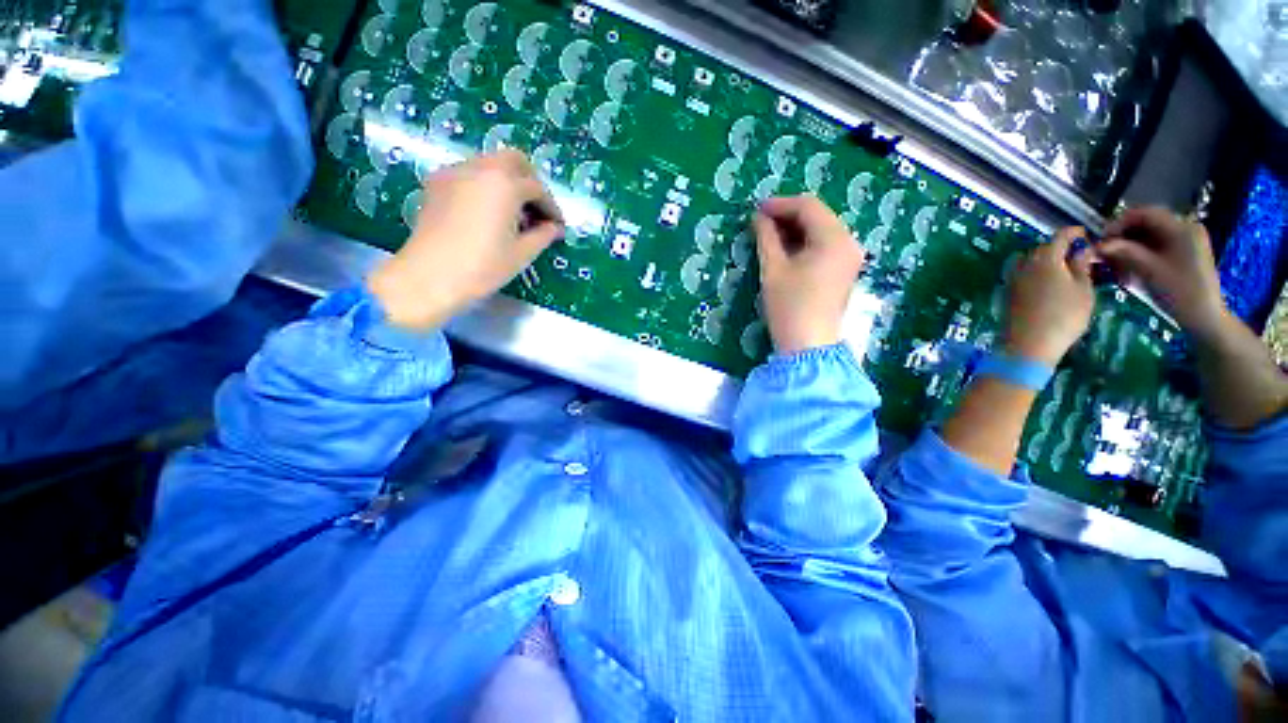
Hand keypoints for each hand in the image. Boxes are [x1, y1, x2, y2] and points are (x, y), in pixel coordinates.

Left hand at [367, 150, 563, 330]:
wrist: (429, 276)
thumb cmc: (483, 266)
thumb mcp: (521, 253)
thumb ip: (543, 235)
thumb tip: (555, 228)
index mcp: (505, 184)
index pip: (537, 188)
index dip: (551, 208)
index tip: (557, 226)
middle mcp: (480, 167)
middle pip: (514, 160)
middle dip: (530, 182)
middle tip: (537, 210)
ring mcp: (455, 172)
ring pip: (490, 163)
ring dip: (508, 182)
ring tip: (513, 214)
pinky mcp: (437, 183)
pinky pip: (469, 173)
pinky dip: (485, 185)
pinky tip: (487, 212)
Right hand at [754, 196, 864, 353]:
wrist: (808, 346)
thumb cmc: (789, 307)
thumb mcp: (773, 270)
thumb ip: (766, 238)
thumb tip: (758, 217)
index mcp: (834, 239)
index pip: (808, 207)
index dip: (780, 204)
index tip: (755, 209)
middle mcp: (849, 242)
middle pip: (818, 215)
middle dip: (788, 215)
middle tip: (760, 222)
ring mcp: (850, 257)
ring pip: (821, 230)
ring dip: (795, 228)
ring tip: (768, 234)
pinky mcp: (844, 270)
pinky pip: (825, 245)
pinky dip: (804, 242)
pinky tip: (785, 248)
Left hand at [1003, 227, 1096, 365]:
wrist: (1027, 344)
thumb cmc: (1063, 317)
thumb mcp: (1083, 290)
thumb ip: (1082, 267)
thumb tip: (1082, 250)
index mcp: (1045, 258)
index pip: (1060, 235)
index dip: (1074, 233)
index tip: (1085, 235)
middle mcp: (1024, 264)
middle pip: (1043, 248)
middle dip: (1060, 248)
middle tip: (1078, 258)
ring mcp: (1011, 279)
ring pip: (1029, 261)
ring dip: (1044, 261)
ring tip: (1062, 273)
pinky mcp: (1005, 293)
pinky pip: (1020, 276)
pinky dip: (1033, 275)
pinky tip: (1046, 286)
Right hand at [1098, 207, 1226, 341]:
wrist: (1206, 319)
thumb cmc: (1181, 293)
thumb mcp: (1150, 271)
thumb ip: (1125, 253)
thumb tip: (1099, 244)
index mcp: (1182, 228)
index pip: (1145, 214)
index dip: (1119, 223)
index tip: (1101, 239)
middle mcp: (1185, 228)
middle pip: (1147, 224)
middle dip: (1123, 237)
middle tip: (1104, 253)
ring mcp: (1186, 241)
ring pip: (1149, 236)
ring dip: (1129, 247)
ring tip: (1115, 264)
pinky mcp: (1183, 253)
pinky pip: (1156, 246)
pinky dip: (1140, 254)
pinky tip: (1129, 268)